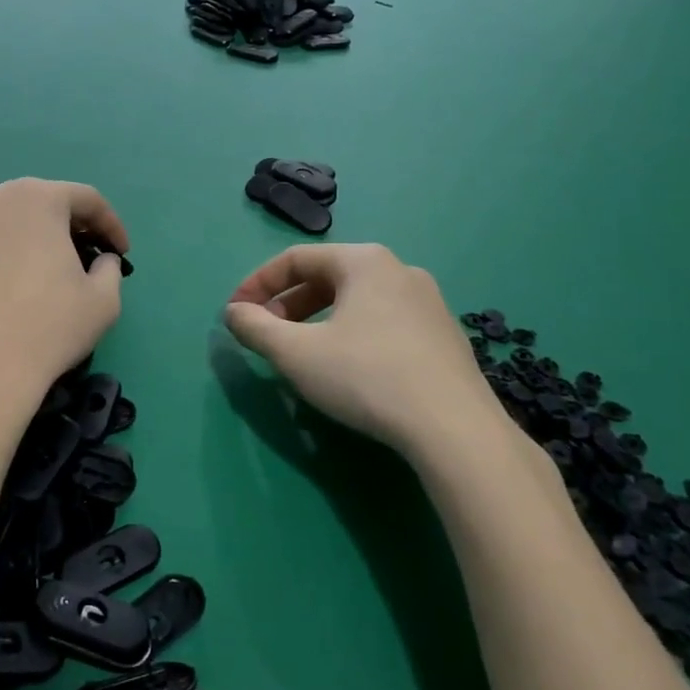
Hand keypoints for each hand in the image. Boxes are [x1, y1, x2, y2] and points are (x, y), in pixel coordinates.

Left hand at [0, 179, 127, 400]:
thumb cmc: (49, 329)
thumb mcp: (104, 301)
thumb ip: (110, 269)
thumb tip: (103, 260)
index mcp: (39, 198)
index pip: (86, 199)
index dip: (110, 224)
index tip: (120, 250)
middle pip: (38, 201)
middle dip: (64, 224)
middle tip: (80, 253)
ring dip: (18, 229)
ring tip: (30, 259)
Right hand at [224, 244, 511, 471]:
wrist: (455, 429)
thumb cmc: (366, 377)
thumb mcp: (295, 353)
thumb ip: (255, 327)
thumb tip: (234, 313)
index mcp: (364, 261)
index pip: (295, 259)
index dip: (257, 284)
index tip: (235, 314)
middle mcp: (399, 270)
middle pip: (328, 277)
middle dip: (288, 305)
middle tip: (267, 336)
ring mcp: (429, 303)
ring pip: (357, 301)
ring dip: (318, 321)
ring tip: (302, 354)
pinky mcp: (445, 336)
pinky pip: (384, 323)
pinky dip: (352, 335)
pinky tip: (349, 370)